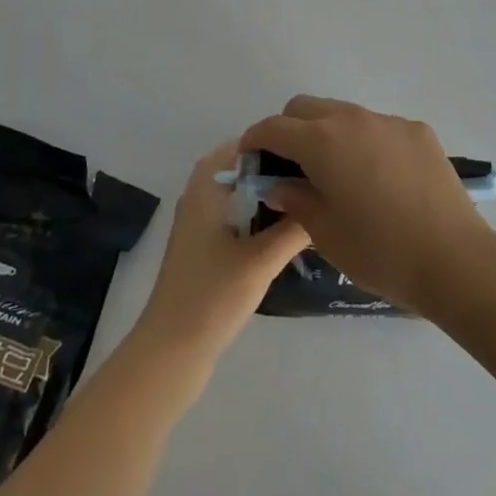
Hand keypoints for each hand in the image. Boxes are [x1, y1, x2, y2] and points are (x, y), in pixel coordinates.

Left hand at [134, 142, 308, 359]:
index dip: (270, 144)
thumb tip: (323, 201)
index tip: (304, 151)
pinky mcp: (203, 252)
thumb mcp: (261, 260)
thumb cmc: (213, 296)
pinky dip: (257, 219)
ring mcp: (199, 227)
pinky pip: (235, 219)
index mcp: (204, 189)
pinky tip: (285, 234)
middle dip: (273, 172)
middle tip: (312, 177)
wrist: (172, 351)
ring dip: (266, 198)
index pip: (239, 146)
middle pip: (240, 172)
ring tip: (306, 201)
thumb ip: (293, 228)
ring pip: (238, 198)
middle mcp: (198, 199)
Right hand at [240, 96, 495, 313]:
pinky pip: (378, 127)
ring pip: (343, 114)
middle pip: (306, 108)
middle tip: (291, 166)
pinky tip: (380, 180)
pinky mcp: (418, 131)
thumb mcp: (325, 234)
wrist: (454, 258)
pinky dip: (366, 143)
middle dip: (289, 129)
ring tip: (338, 174)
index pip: (274, 127)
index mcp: (321, 142)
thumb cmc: (380, 252)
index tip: (250, 159)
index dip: (255, 140)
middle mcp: (352, 119)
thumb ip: (296, 200)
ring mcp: (388, 121)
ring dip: (328, 134)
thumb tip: (280, 185)